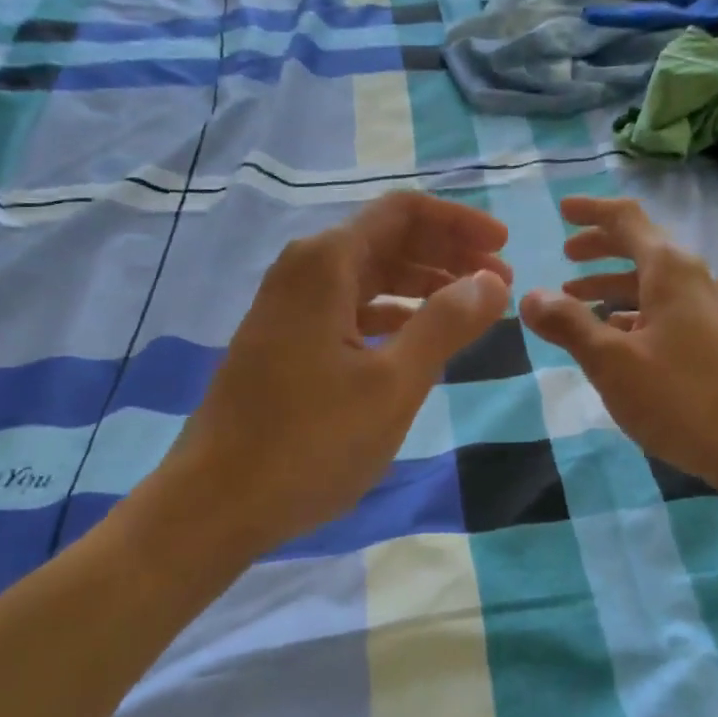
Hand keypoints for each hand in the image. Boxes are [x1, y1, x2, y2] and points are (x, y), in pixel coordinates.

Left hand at [150, 192, 511, 559]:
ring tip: (471, 311)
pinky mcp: (285, 340)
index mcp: (327, 262)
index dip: (460, 223)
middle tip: (498, 283)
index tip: (504, 246)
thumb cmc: (309, 441)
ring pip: (369, 275)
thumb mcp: (392, 383)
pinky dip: (391, 313)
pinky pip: (349, 308)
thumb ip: (445, 323)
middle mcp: (304, 269)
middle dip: (447, 253)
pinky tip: (418, 339)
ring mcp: (289, 306)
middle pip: (388, 238)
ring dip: (422, 284)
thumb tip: (491, 280)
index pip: (405, 212)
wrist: (214, 504)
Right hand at [519, 196, 717, 497]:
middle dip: (599, 247)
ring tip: (575, 300)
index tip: (561, 210)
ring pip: (652, 281)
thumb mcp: (611, 361)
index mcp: (670, 270)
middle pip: (641, 246)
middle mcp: (694, 278)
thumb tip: (530, 296)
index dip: (591, 210)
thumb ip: (568, 324)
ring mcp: (710, 308)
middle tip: (565, 255)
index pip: (626, 219)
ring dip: (612, 283)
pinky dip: (634, 309)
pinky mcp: (717, 337)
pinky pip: (667, 307)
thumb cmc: (680, 398)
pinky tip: (616, 334)